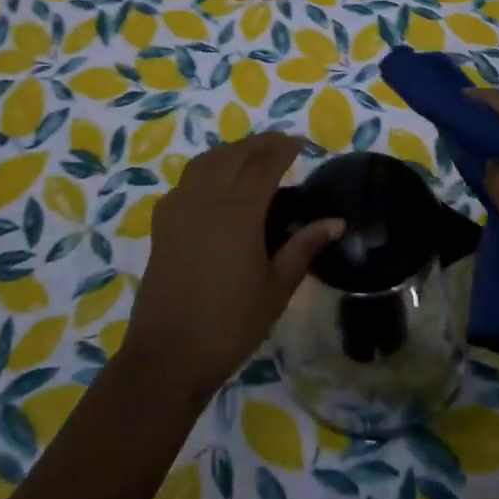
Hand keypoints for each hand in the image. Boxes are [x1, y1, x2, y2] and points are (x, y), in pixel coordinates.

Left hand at [125, 133, 342, 405]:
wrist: (168, 356)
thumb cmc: (230, 325)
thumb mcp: (277, 289)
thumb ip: (304, 248)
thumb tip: (336, 221)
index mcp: (239, 211)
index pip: (265, 164)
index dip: (283, 148)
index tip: (300, 142)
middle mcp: (207, 198)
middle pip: (235, 155)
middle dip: (259, 144)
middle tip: (281, 143)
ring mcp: (180, 208)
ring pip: (207, 161)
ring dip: (231, 151)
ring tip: (250, 156)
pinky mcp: (162, 223)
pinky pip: (186, 180)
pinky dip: (206, 169)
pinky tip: (214, 184)